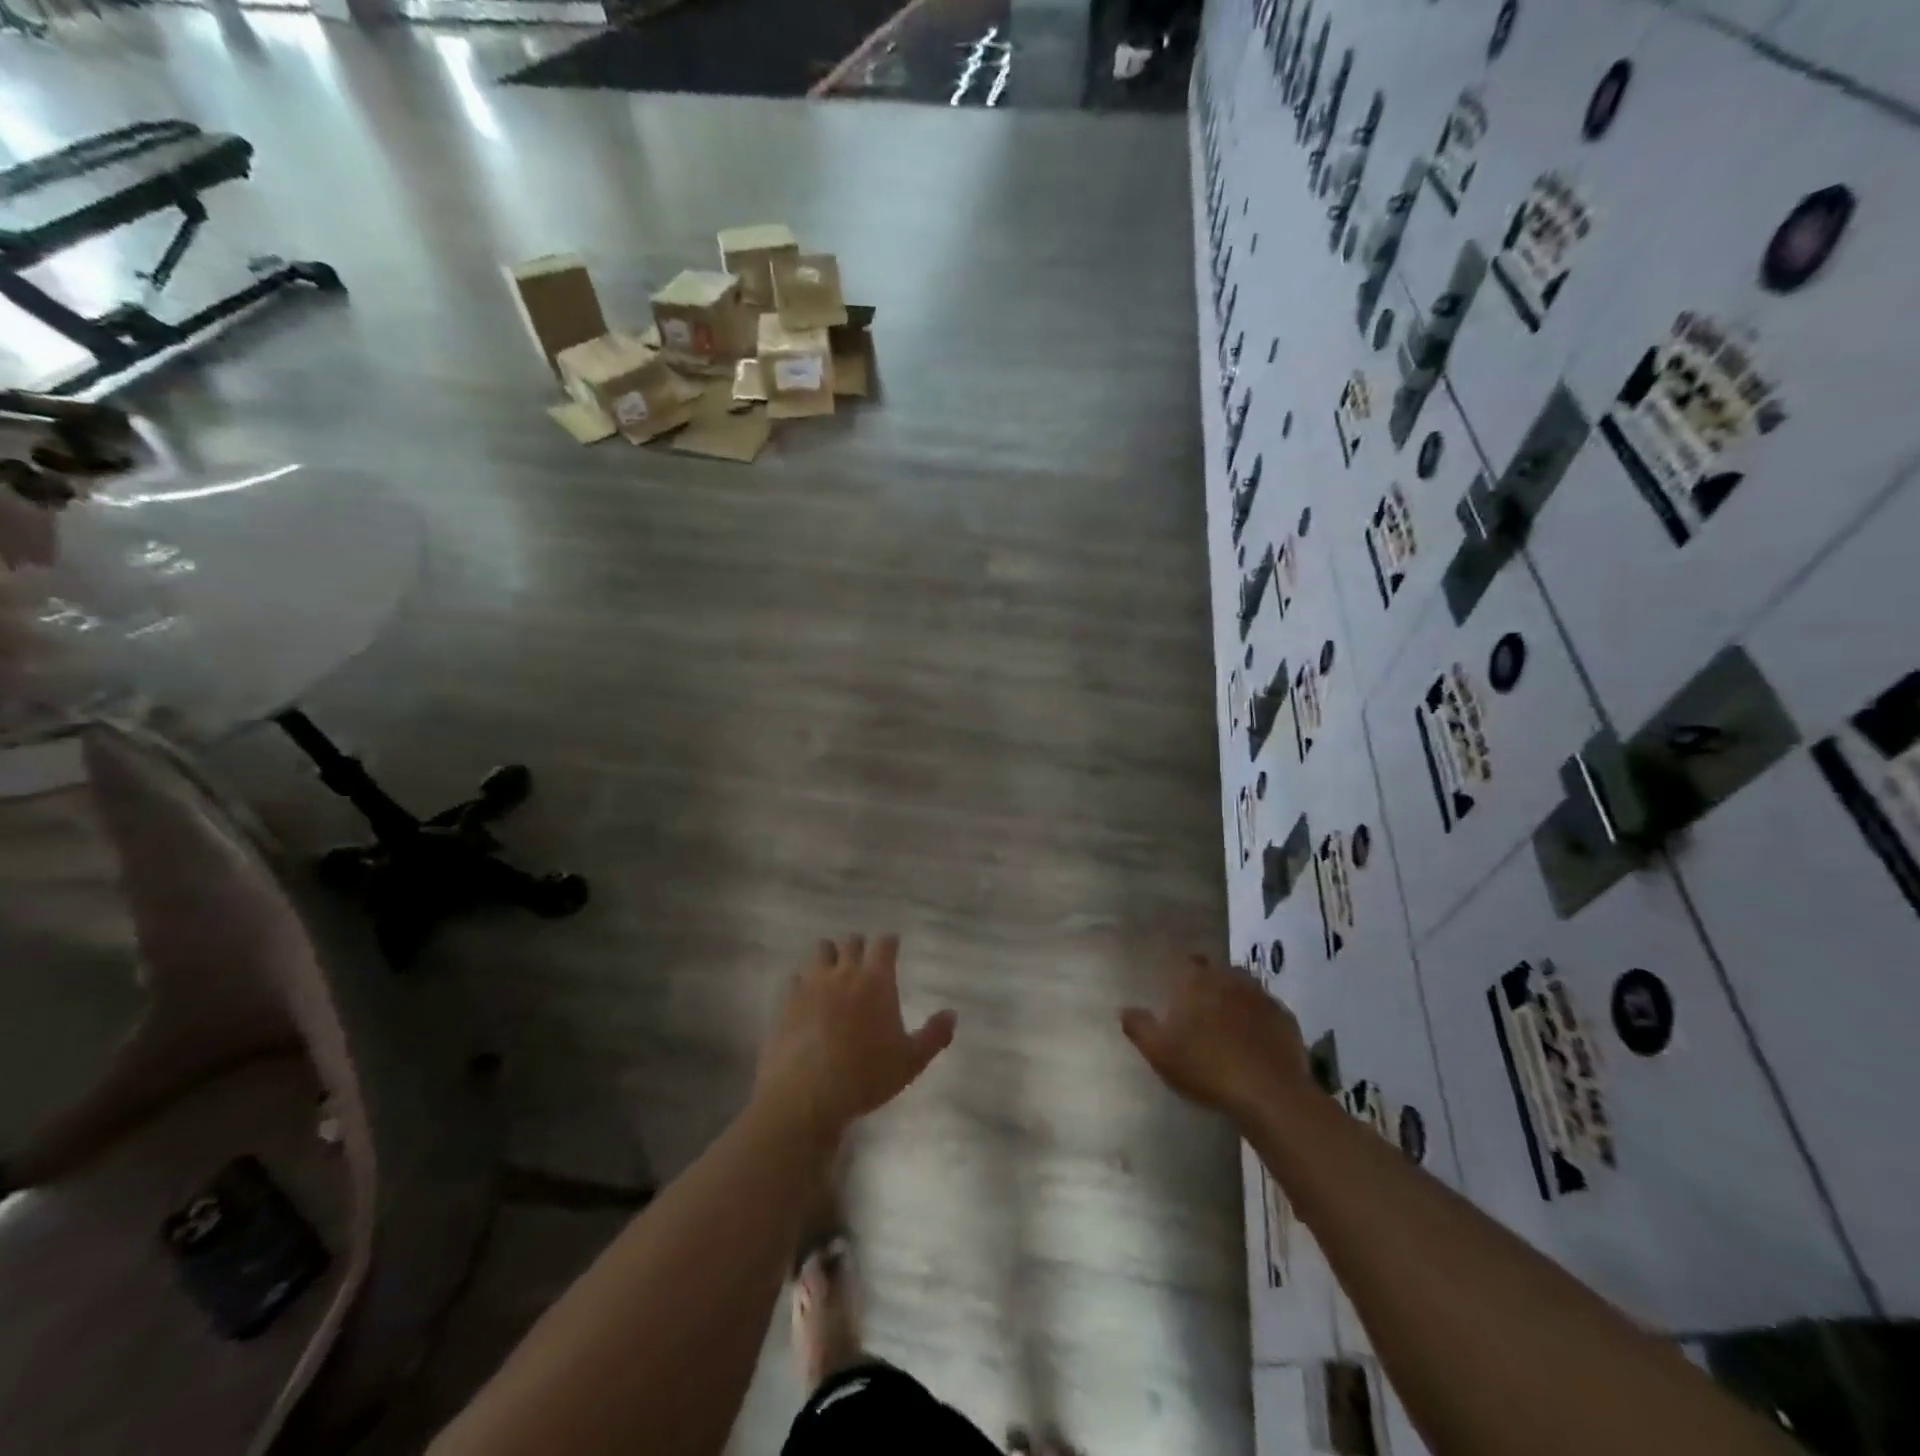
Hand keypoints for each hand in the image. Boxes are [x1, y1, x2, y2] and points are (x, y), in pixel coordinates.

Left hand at [756, 934, 956, 1142]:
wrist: (806, 1096)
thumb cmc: (865, 1076)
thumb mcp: (911, 1061)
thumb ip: (934, 1035)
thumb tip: (952, 1014)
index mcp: (876, 980)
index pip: (884, 944)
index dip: (890, 942)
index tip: (893, 945)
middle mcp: (844, 972)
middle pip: (851, 941)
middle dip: (859, 946)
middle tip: (864, 960)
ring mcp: (812, 984)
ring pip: (820, 950)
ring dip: (830, 955)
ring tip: (833, 970)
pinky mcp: (787, 1000)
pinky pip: (795, 977)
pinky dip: (803, 980)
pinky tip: (806, 995)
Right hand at [1121, 953, 1314, 1120]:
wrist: (1267, 1092)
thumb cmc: (1205, 1067)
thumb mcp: (1159, 1051)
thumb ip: (1139, 1027)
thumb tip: (1123, 1009)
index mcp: (1197, 981)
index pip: (1190, 961)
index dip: (1185, 972)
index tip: (1180, 987)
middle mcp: (1231, 980)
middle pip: (1220, 971)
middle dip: (1212, 982)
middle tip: (1203, 1006)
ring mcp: (1262, 997)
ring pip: (1246, 987)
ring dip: (1237, 998)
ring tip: (1230, 1021)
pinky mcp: (1286, 1019)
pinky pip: (1269, 1011)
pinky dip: (1261, 1019)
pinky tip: (1257, 1040)